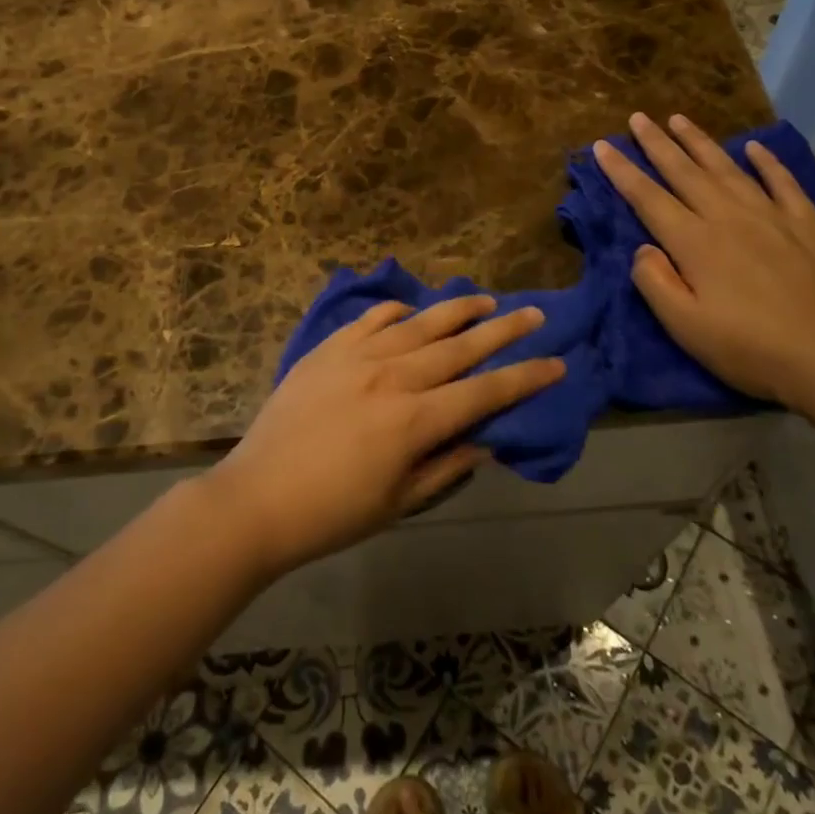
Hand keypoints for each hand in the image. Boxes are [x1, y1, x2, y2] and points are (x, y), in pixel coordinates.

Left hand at [206, 296, 564, 577]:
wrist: (257, 498)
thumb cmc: (332, 513)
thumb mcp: (400, 502)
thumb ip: (447, 466)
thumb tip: (486, 440)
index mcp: (415, 420)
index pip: (485, 392)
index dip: (525, 378)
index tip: (557, 362)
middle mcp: (394, 377)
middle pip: (460, 346)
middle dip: (503, 330)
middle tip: (534, 313)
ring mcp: (358, 356)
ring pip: (420, 323)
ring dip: (457, 310)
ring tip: (484, 300)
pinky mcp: (328, 349)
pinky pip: (372, 318)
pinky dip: (398, 310)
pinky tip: (412, 309)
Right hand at [594, 112, 814, 408]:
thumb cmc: (749, 349)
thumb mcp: (685, 326)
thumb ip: (655, 282)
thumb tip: (643, 248)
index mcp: (695, 242)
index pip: (648, 198)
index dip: (622, 171)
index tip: (602, 145)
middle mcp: (729, 217)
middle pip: (685, 172)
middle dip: (657, 144)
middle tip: (638, 118)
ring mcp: (772, 217)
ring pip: (728, 169)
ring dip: (700, 142)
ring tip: (679, 119)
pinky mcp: (809, 226)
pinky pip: (784, 183)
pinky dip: (767, 162)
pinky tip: (755, 147)